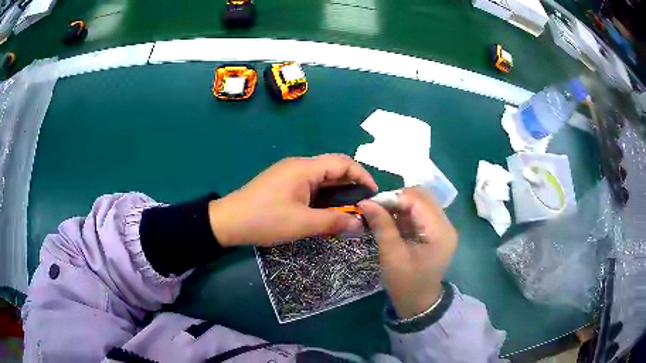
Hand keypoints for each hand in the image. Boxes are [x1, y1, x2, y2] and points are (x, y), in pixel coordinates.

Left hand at [208, 154, 377, 246]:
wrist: (228, 222)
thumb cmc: (265, 219)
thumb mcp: (302, 224)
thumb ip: (333, 222)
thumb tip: (360, 224)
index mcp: (305, 168)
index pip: (343, 163)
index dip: (362, 175)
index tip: (374, 194)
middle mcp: (299, 166)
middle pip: (333, 169)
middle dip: (352, 186)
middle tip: (364, 207)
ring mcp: (289, 175)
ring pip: (322, 179)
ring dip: (337, 194)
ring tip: (350, 212)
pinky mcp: (283, 185)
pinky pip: (310, 187)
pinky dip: (323, 198)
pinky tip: (328, 213)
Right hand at [359, 188, 456, 318]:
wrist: (419, 303)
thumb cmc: (406, 283)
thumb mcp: (392, 255)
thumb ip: (382, 225)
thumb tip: (365, 202)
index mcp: (440, 231)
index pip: (418, 200)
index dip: (394, 197)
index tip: (370, 203)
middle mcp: (446, 224)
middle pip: (422, 196)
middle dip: (397, 198)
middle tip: (376, 208)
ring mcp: (442, 227)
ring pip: (421, 202)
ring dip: (400, 205)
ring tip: (381, 215)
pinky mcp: (436, 231)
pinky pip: (420, 213)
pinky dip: (404, 213)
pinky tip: (391, 221)